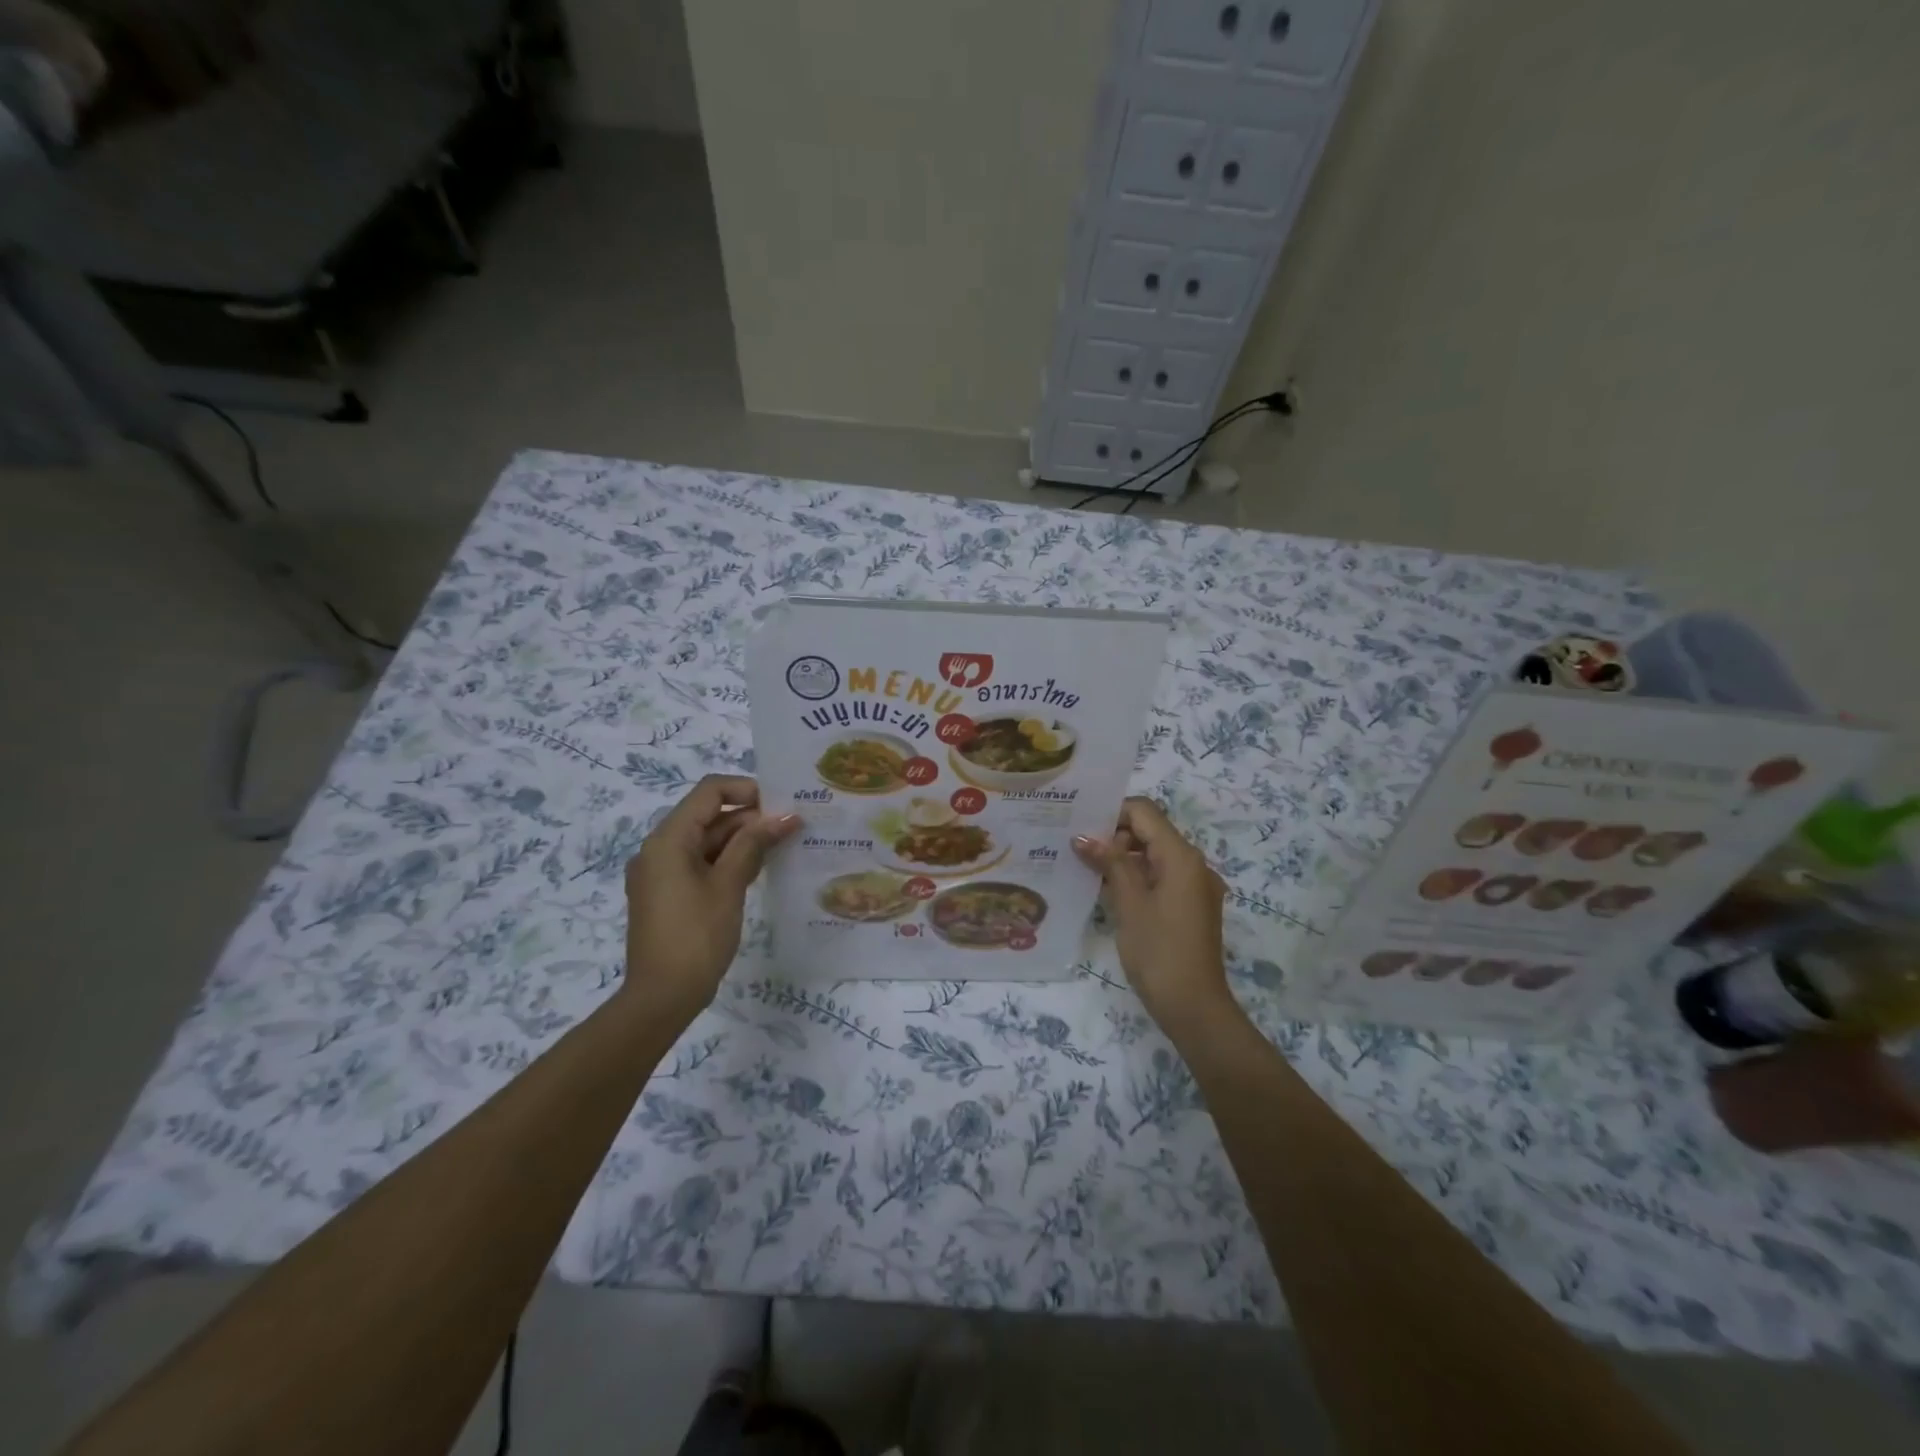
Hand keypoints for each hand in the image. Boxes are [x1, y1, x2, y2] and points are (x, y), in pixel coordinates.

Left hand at [624, 776, 798, 1020]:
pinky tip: (761, 868)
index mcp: (668, 839)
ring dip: (743, 840)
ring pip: (707, 841)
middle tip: (792, 826)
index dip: (747, 790)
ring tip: (784, 845)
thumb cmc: (696, 936)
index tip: (782, 804)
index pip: (709, 791)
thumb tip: (785, 816)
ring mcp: (662, 872)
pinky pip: (701, 863)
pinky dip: (729, 861)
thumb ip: (754, 844)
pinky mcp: (669, 893)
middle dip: (750, 818)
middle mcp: (660, 848)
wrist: (661, 997)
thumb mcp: (729, 885)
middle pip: (709, 815)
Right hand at [1073, 798, 1234, 1036]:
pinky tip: (1108, 890)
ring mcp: (1195, 886)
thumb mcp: (1129, 903)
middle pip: (1150, 831)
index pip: (1144, 812)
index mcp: (1182, 856)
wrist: (1194, 1006)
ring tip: (1086, 868)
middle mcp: (1194, 864)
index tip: (1080, 826)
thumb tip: (1083, 836)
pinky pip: (1161, 876)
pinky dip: (1136, 876)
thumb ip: (1109, 863)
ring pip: (1154, 855)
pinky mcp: (1190, 906)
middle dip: (1114, 835)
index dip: (1112, 813)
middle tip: (1077, 848)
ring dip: (1123, 857)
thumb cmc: (1159, 951)